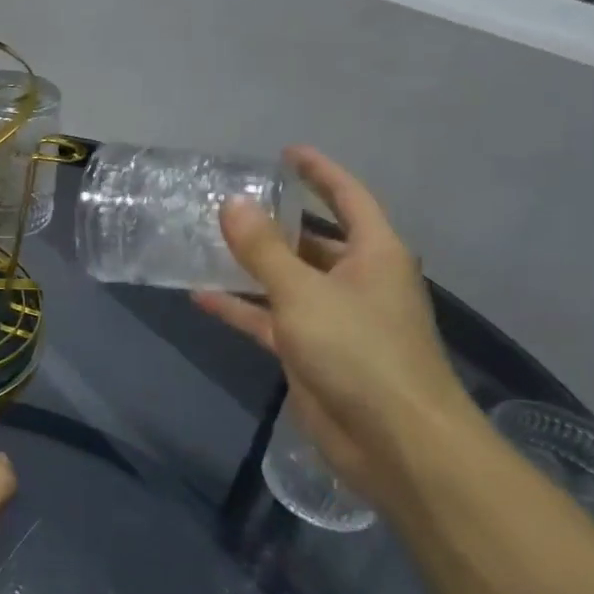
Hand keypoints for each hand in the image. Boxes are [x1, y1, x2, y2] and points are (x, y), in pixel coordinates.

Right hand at [193, 146, 476, 502]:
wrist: (393, 440)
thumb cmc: (359, 351)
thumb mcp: (304, 292)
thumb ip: (263, 249)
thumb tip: (231, 204)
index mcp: (374, 254)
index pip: (347, 198)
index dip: (319, 172)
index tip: (285, 153)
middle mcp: (356, 280)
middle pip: (312, 240)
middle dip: (274, 222)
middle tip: (228, 203)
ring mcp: (333, 318)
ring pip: (286, 280)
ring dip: (251, 265)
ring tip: (206, 242)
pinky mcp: (311, 351)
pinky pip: (270, 318)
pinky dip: (240, 307)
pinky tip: (200, 295)